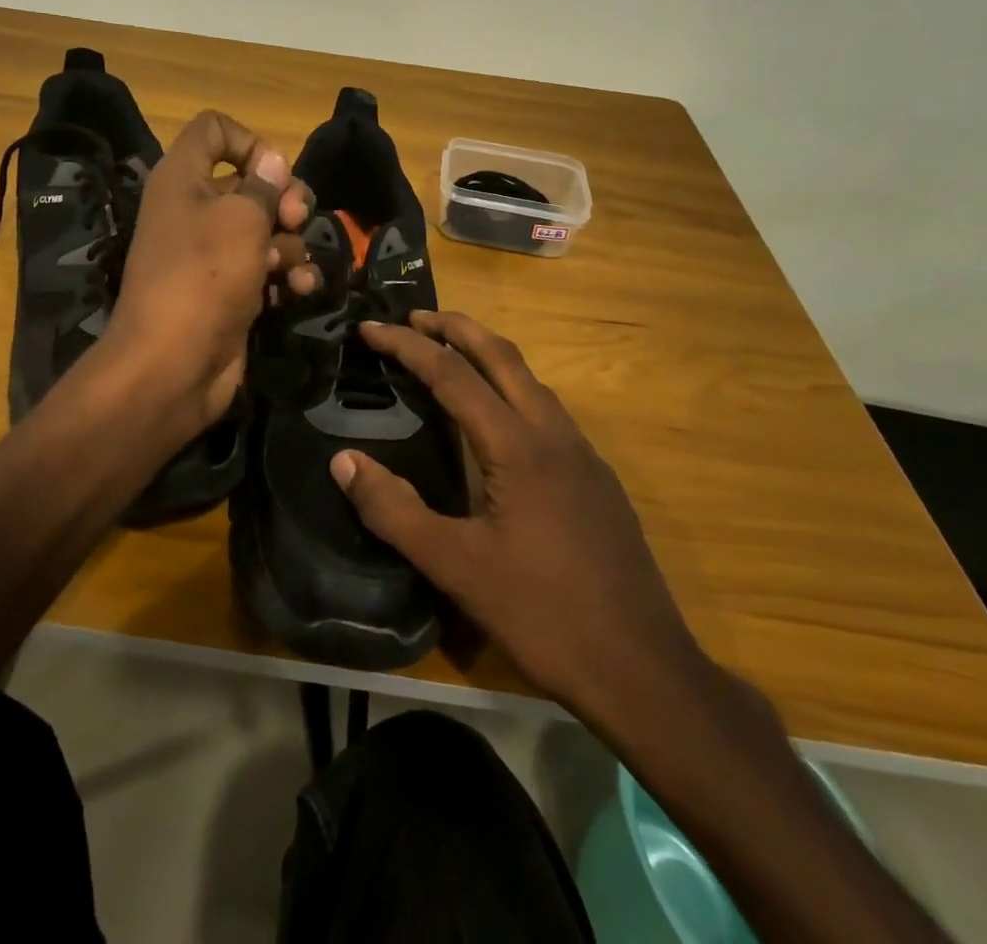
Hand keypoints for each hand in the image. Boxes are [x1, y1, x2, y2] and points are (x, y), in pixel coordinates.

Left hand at [101, 110, 315, 441]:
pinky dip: (285, 276)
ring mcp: (212, 254)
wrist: (174, 364)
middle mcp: (194, 210)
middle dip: (283, 200)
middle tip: (294, 219)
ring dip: (289, 245)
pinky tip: (299, 290)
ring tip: (290, 269)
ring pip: (265, 229)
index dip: (249, 141)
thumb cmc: (205, 276)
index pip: (214, 130)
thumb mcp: (242, 220)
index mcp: (182, 179)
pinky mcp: (229, 290)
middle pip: (251, 183)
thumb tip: (274, 161)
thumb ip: (265, 186)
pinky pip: (266, 269)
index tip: (275, 173)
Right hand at [329, 311, 708, 719]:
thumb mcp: (456, 567)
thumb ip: (395, 510)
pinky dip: (511, 387)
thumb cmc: (543, 614)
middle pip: (502, 355)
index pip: (452, 375)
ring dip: (487, 354)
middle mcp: (553, 433)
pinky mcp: (595, 478)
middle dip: (456, 327)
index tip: (370, 329)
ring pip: (530, 379)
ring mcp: (582, 454)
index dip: (407, 347)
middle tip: (414, 317)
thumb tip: (343, 461)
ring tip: (450, 353)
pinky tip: (497, 418)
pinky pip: (546, 408)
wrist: (643, 668)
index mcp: (517, 445)